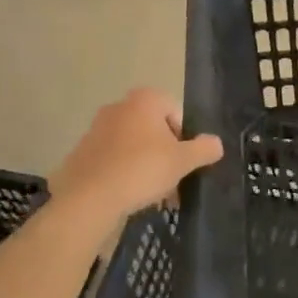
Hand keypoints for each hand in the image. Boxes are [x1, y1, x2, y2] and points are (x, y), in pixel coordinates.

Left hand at [50, 88, 223, 220]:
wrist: (89, 198)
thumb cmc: (141, 169)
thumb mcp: (182, 161)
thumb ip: (203, 149)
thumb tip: (216, 143)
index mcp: (145, 100)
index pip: (175, 112)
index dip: (185, 138)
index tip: (184, 162)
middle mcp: (119, 106)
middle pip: (153, 129)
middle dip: (165, 153)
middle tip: (171, 180)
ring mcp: (96, 128)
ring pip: (133, 145)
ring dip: (145, 164)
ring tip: (152, 193)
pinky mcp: (82, 151)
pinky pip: (112, 158)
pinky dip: (123, 172)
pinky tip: (128, 195)